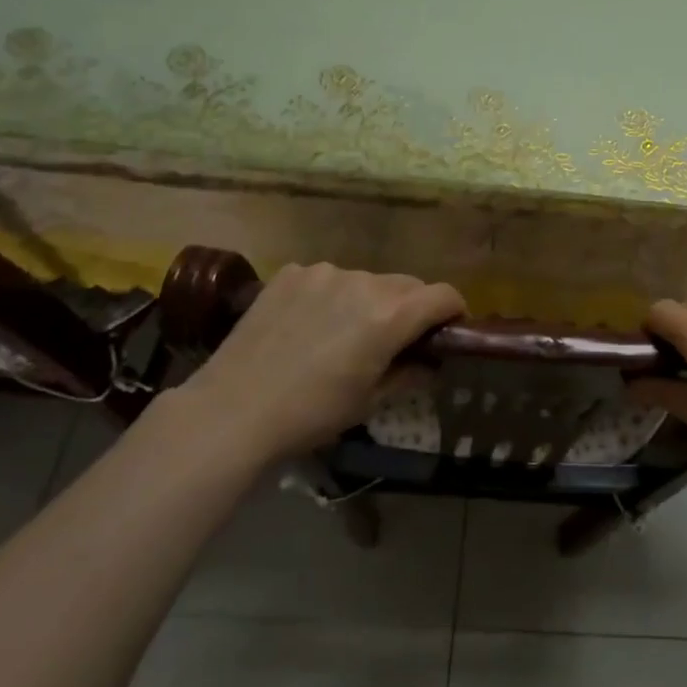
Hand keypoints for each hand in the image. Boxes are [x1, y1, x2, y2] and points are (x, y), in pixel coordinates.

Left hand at [175, 262, 464, 465]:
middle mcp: (364, 282)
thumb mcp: (369, 402)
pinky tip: (307, 325)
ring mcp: (324, 272)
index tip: (447, 332)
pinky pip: (327, 279)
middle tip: (394, 340)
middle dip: (411, 308)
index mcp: (390, 315)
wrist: (232, 409)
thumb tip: (430, 362)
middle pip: (407, 285)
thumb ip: (409, 373)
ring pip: (366, 280)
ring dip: (369, 301)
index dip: (453, 312)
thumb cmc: (311, 414)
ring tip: (342, 334)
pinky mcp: (291, 273)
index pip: (443, 295)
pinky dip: (330, 296)